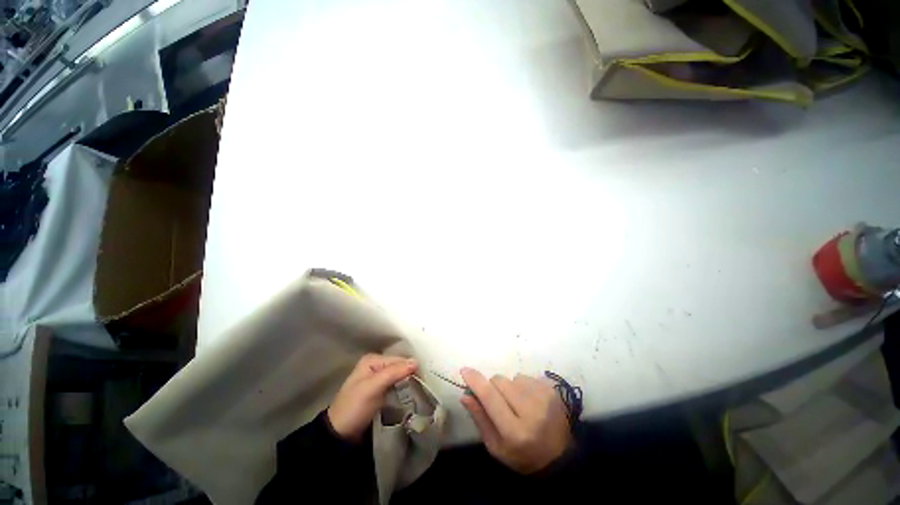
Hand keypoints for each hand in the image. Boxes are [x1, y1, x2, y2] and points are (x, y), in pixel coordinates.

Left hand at [327, 354, 417, 440]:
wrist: (339, 434)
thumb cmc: (354, 407)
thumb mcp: (373, 387)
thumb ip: (393, 373)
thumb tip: (416, 361)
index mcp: (372, 360)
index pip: (398, 360)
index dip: (411, 368)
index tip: (424, 378)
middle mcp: (376, 365)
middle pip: (399, 367)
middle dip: (410, 374)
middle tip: (424, 385)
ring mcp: (378, 378)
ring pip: (399, 376)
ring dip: (408, 382)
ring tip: (421, 390)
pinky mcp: (380, 391)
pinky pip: (396, 385)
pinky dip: (404, 389)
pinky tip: (411, 394)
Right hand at [460, 368, 571, 473]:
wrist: (561, 457)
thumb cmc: (523, 456)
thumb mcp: (496, 447)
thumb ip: (480, 419)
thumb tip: (465, 394)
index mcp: (515, 431)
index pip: (490, 397)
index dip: (475, 381)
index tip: (464, 370)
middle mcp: (531, 410)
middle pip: (499, 381)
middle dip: (493, 387)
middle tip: (499, 402)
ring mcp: (544, 397)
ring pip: (512, 377)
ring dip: (509, 387)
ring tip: (517, 404)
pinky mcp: (551, 389)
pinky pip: (526, 377)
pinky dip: (522, 386)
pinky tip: (529, 401)